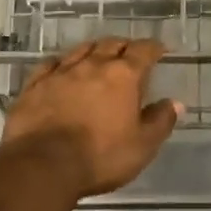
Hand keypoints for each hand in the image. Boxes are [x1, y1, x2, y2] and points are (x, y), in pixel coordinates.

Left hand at [0, 37, 181, 196]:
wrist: (42, 166)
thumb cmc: (100, 157)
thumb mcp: (142, 146)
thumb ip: (160, 121)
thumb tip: (175, 103)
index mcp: (123, 76)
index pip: (143, 51)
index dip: (154, 48)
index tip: (160, 50)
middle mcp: (92, 65)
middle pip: (111, 44)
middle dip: (124, 46)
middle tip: (130, 53)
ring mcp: (61, 72)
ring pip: (81, 49)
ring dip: (94, 50)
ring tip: (99, 55)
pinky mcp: (35, 85)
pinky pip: (51, 64)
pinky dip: (62, 63)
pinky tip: (61, 68)